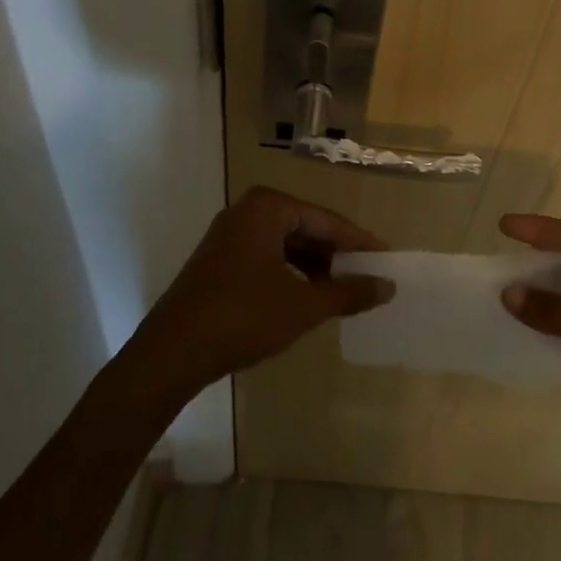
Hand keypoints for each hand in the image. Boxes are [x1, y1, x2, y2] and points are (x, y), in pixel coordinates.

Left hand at [124, 187, 392, 399]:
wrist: (171, 353)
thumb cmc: (242, 318)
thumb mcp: (303, 307)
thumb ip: (348, 293)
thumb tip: (388, 286)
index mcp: (268, 207)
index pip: (327, 221)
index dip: (360, 243)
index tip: (388, 259)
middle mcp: (247, 211)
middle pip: (306, 229)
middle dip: (337, 255)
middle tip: (369, 277)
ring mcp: (229, 234)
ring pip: (286, 245)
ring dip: (315, 266)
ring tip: (343, 292)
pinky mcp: (219, 259)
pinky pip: (267, 257)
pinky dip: (291, 274)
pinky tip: (308, 297)